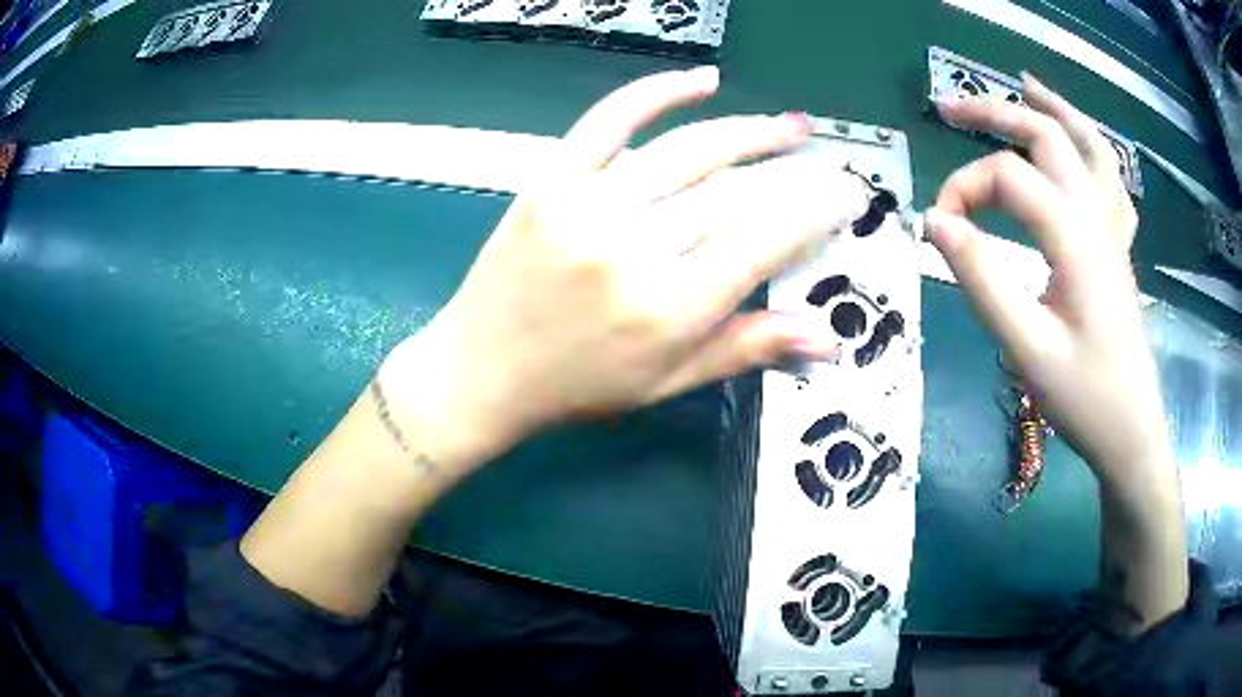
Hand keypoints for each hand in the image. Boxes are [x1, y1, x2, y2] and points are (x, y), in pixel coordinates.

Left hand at [383, 67, 868, 466]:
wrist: (480, 370)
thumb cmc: (579, 386)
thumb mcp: (667, 382)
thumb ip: (748, 349)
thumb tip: (830, 340)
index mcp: (670, 309)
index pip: (764, 242)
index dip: (814, 211)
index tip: (847, 192)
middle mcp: (634, 251)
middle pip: (732, 193)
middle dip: (790, 171)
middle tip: (824, 156)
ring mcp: (588, 207)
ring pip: (687, 152)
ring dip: (746, 130)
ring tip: (788, 124)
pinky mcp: (551, 181)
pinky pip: (610, 121)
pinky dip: (657, 92)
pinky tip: (701, 79)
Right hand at [925, 75, 1171, 490]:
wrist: (1131, 429)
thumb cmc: (1083, 397)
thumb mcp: (1026, 349)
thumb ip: (980, 280)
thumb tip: (935, 223)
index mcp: (1075, 239)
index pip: (1008, 177)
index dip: (963, 189)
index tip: (938, 228)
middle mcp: (1096, 217)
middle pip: (1046, 136)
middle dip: (994, 112)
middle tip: (949, 108)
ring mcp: (1113, 228)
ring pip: (1089, 145)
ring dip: (1055, 109)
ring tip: (1025, 86)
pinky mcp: (1119, 246)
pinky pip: (1111, 179)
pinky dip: (1092, 147)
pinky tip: (1078, 142)